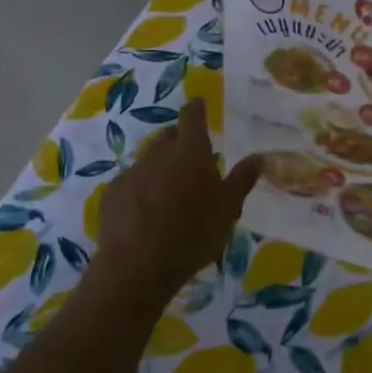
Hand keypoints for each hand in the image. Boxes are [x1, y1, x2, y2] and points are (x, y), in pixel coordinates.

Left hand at [96, 99, 262, 302]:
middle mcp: (159, 153)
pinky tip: (146, 210)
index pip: (192, 116)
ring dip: (161, 166)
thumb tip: (259, 157)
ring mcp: (132, 171)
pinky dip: (141, 187)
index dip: (197, 108)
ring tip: (170, 191)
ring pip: (149, 159)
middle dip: (180, 141)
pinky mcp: (112, 193)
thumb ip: (242, 180)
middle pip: (169, 136)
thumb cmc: (192, 235)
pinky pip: (131, 181)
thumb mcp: (228, 210)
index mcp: (190, 151)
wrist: (137, 267)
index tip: (200, 105)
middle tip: (193, 162)